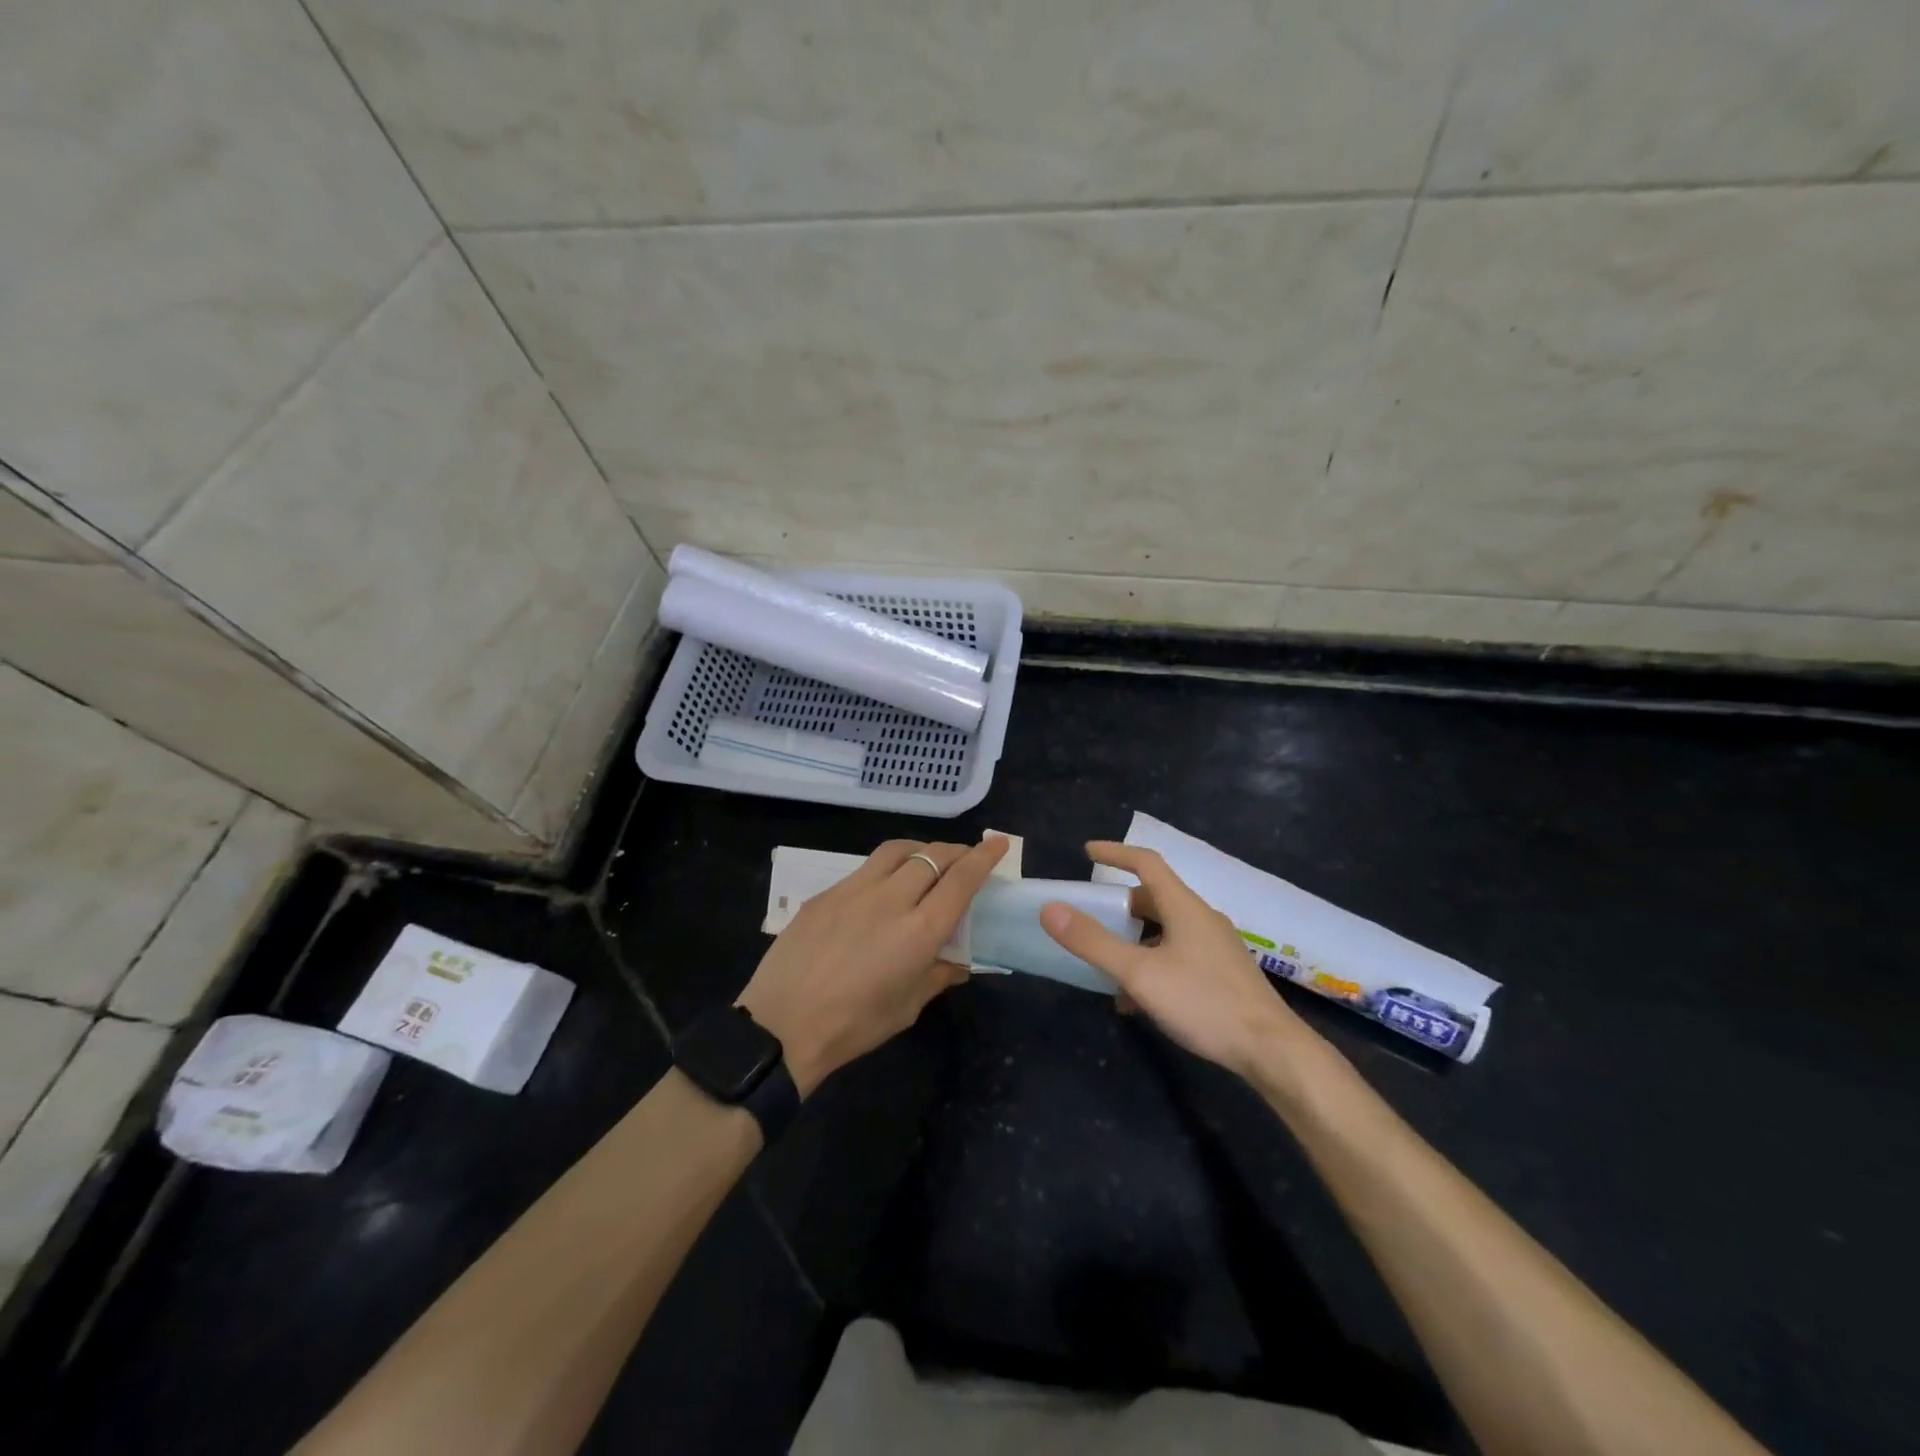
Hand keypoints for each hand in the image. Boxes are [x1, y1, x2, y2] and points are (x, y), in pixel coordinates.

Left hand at [738, 835, 1009, 1095]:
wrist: (781, 1025)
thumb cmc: (853, 1025)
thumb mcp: (906, 1008)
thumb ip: (938, 976)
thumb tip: (960, 963)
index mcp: (919, 931)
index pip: (961, 880)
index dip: (983, 858)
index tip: (998, 843)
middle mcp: (890, 899)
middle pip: (932, 856)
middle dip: (956, 851)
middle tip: (966, 857)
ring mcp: (854, 890)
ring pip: (897, 850)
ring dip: (921, 849)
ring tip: (927, 861)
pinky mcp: (826, 893)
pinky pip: (865, 869)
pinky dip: (887, 868)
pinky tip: (883, 889)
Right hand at [1039, 841, 1315, 1080]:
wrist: (1271, 1051)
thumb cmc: (1203, 1002)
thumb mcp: (1139, 973)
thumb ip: (1093, 942)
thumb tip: (1051, 910)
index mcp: (1184, 907)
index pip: (1147, 863)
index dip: (1116, 852)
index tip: (1087, 852)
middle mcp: (1202, 919)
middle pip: (1154, 898)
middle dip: (1119, 905)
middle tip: (1091, 917)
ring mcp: (1216, 947)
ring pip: (1165, 930)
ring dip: (1133, 941)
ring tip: (1107, 966)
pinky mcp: (1223, 974)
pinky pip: (1178, 955)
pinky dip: (1152, 964)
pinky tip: (1137, 1000)